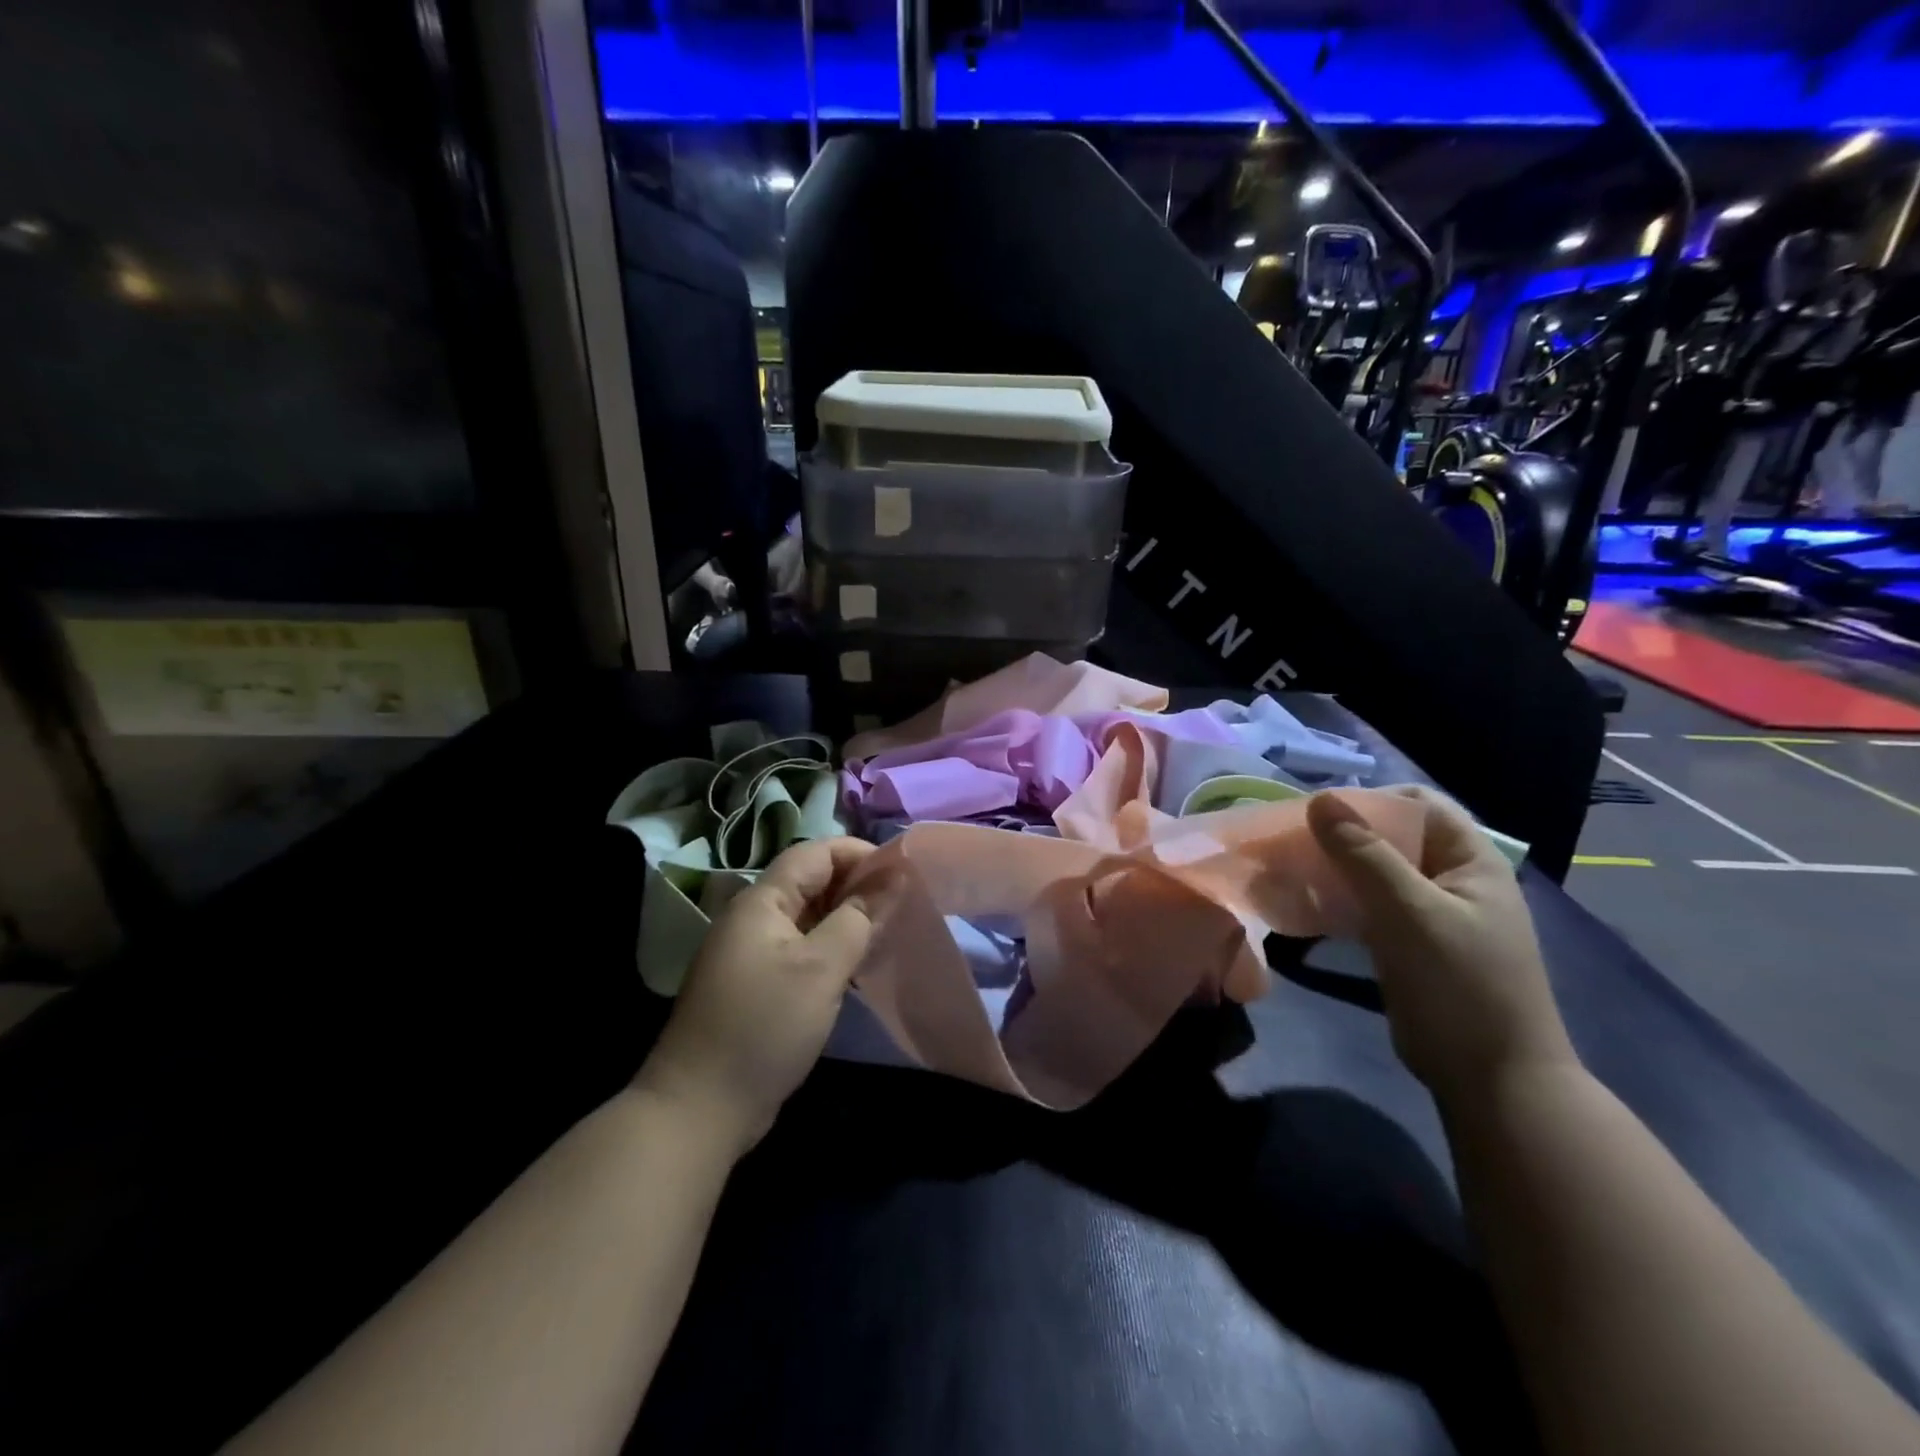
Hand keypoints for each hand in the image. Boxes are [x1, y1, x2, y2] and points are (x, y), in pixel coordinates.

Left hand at [635, 837, 876, 1153]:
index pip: (815, 853)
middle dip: (857, 885)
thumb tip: (892, 878)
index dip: (859, 853)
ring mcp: (752, 953)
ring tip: (888, 930)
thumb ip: (858, 918)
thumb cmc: (765, 1025)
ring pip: (808, 917)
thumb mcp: (821, 968)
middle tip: (903, 902)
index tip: (903, 871)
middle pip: (811, 881)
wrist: (700, 1108)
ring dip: (847, 917)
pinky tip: (857, 965)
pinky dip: (831, 947)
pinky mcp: (756, 984)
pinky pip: (801, 948)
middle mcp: (753, 918)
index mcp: (762, 901)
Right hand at [1306, 788, 1576, 1108]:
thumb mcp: (1411, 912)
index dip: (1371, 800)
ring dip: (1336, 867)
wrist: (1491, 1080)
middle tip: (1293, 842)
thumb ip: (1365, 854)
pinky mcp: (1409, 944)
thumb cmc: (1460, 985)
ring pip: (1375, 872)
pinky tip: (1306, 905)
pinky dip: (1339, 899)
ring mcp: (1430, 914)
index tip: (1318, 813)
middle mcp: (1452, 879)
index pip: (1419, 804)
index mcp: (1471, 861)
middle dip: (1343, 834)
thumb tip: (1320, 799)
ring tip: (1290, 870)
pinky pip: (1369, 905)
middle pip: (1393, 837)